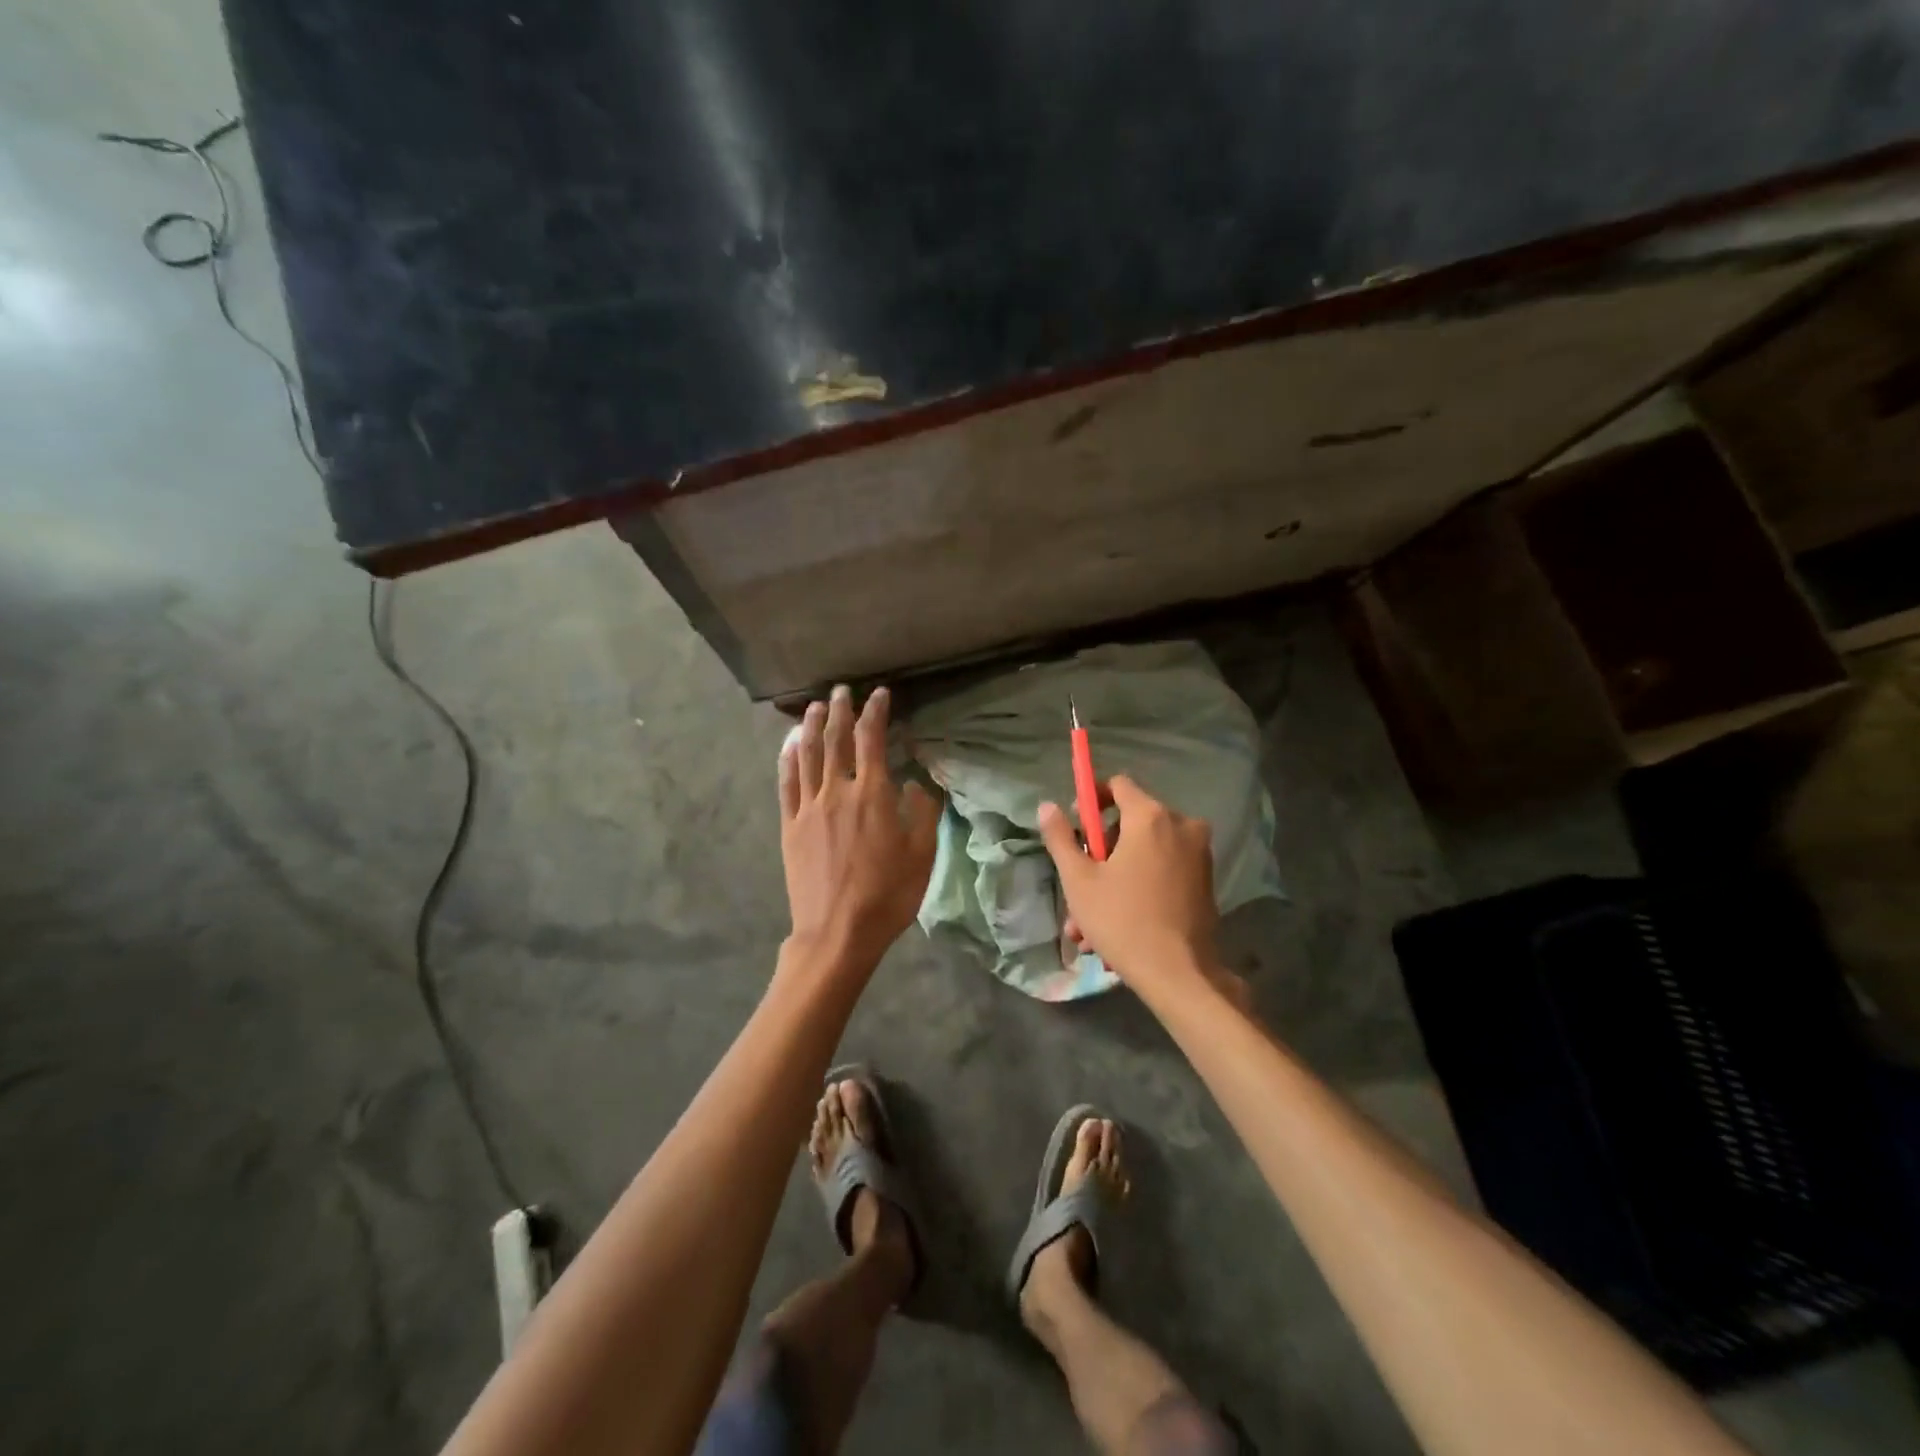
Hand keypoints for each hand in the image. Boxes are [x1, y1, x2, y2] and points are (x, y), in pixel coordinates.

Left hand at [779, 685, 940, 972]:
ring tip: (814, 706)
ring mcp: (809, 808)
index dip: (876, 712)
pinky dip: (788, 758)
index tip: (880, 694)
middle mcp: (837, 792)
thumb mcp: (922, 855)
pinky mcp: (790, 826)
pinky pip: (787, 783)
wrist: (837, 933)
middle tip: (841, 690)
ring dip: (812, 726)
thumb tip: (915, 783)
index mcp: (873, 795)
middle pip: (836, 740)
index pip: (872, 739)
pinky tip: (790, 744)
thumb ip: (922, 813)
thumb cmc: (887, 895)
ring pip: (808, 755)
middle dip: (840, 711)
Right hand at [1037, 775, 1218, 998]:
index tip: (1076, 826)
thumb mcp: (1079, 880)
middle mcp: (1181, 825)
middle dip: (1100, 853)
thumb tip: (1047, 807)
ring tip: (1088, 924)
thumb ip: (1061, 838)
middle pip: (1130, 822)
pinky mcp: (1205, 880)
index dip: (1092, 799)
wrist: (1180, 974)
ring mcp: (1198, 853)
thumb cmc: (1123, 921)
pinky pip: (1163, 871)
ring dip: (1115, 878)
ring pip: (1144, 853)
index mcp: (1150, 817)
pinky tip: (1116, 927)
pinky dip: (1139, 888)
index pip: (1118, 785)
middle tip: (1079, 886)